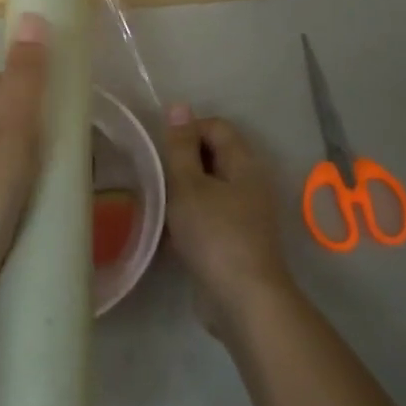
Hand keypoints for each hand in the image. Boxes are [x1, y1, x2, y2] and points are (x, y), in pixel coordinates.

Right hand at [162, 106, 292, 335]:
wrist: (242, 299)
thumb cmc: (214, 234)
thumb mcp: (189, 186)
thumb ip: (181, 147)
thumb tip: (179, 106)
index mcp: (244, 163)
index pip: (216, 126)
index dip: (187, 130)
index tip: (161, 151)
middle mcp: (249, 182)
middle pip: (213, 155)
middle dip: (182, 162)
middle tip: (155, 176)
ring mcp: (245, 213)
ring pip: (209, 187)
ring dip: (183, 191)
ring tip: (157, 202)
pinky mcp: (235, 239)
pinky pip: (209, 214)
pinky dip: (190, 216)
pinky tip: (169, 230)